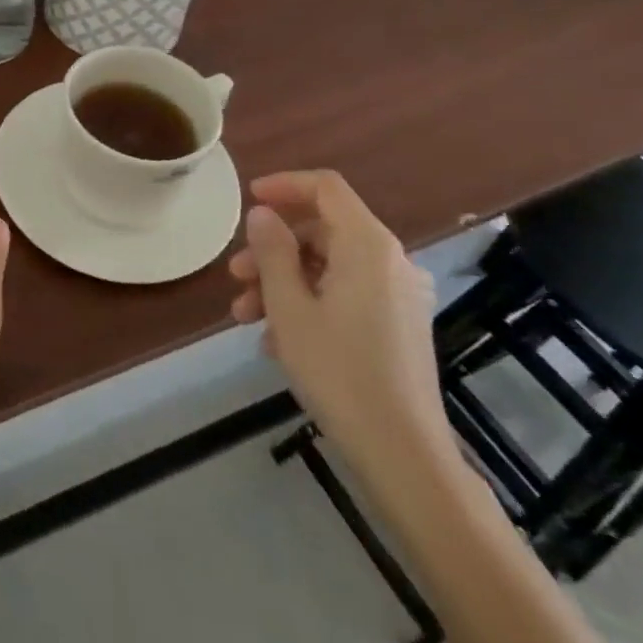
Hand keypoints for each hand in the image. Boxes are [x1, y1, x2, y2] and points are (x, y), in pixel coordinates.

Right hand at [227, 170, 448, 471]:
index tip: (249, 199)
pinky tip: (278, 340)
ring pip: (330, 266)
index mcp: (368, 245)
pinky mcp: (399, 326)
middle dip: (273, 249)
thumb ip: (273, 251)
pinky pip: (346, 294)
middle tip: (236, 276)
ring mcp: (399, 296)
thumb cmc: (340, 372)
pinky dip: (310, 303)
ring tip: (246, 316)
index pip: (325, 188)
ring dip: (284, 282)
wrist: (405, 457)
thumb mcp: (290, 307)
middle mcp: (390, 261)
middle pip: (323, 231)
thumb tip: (263, 215)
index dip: (284, 185)